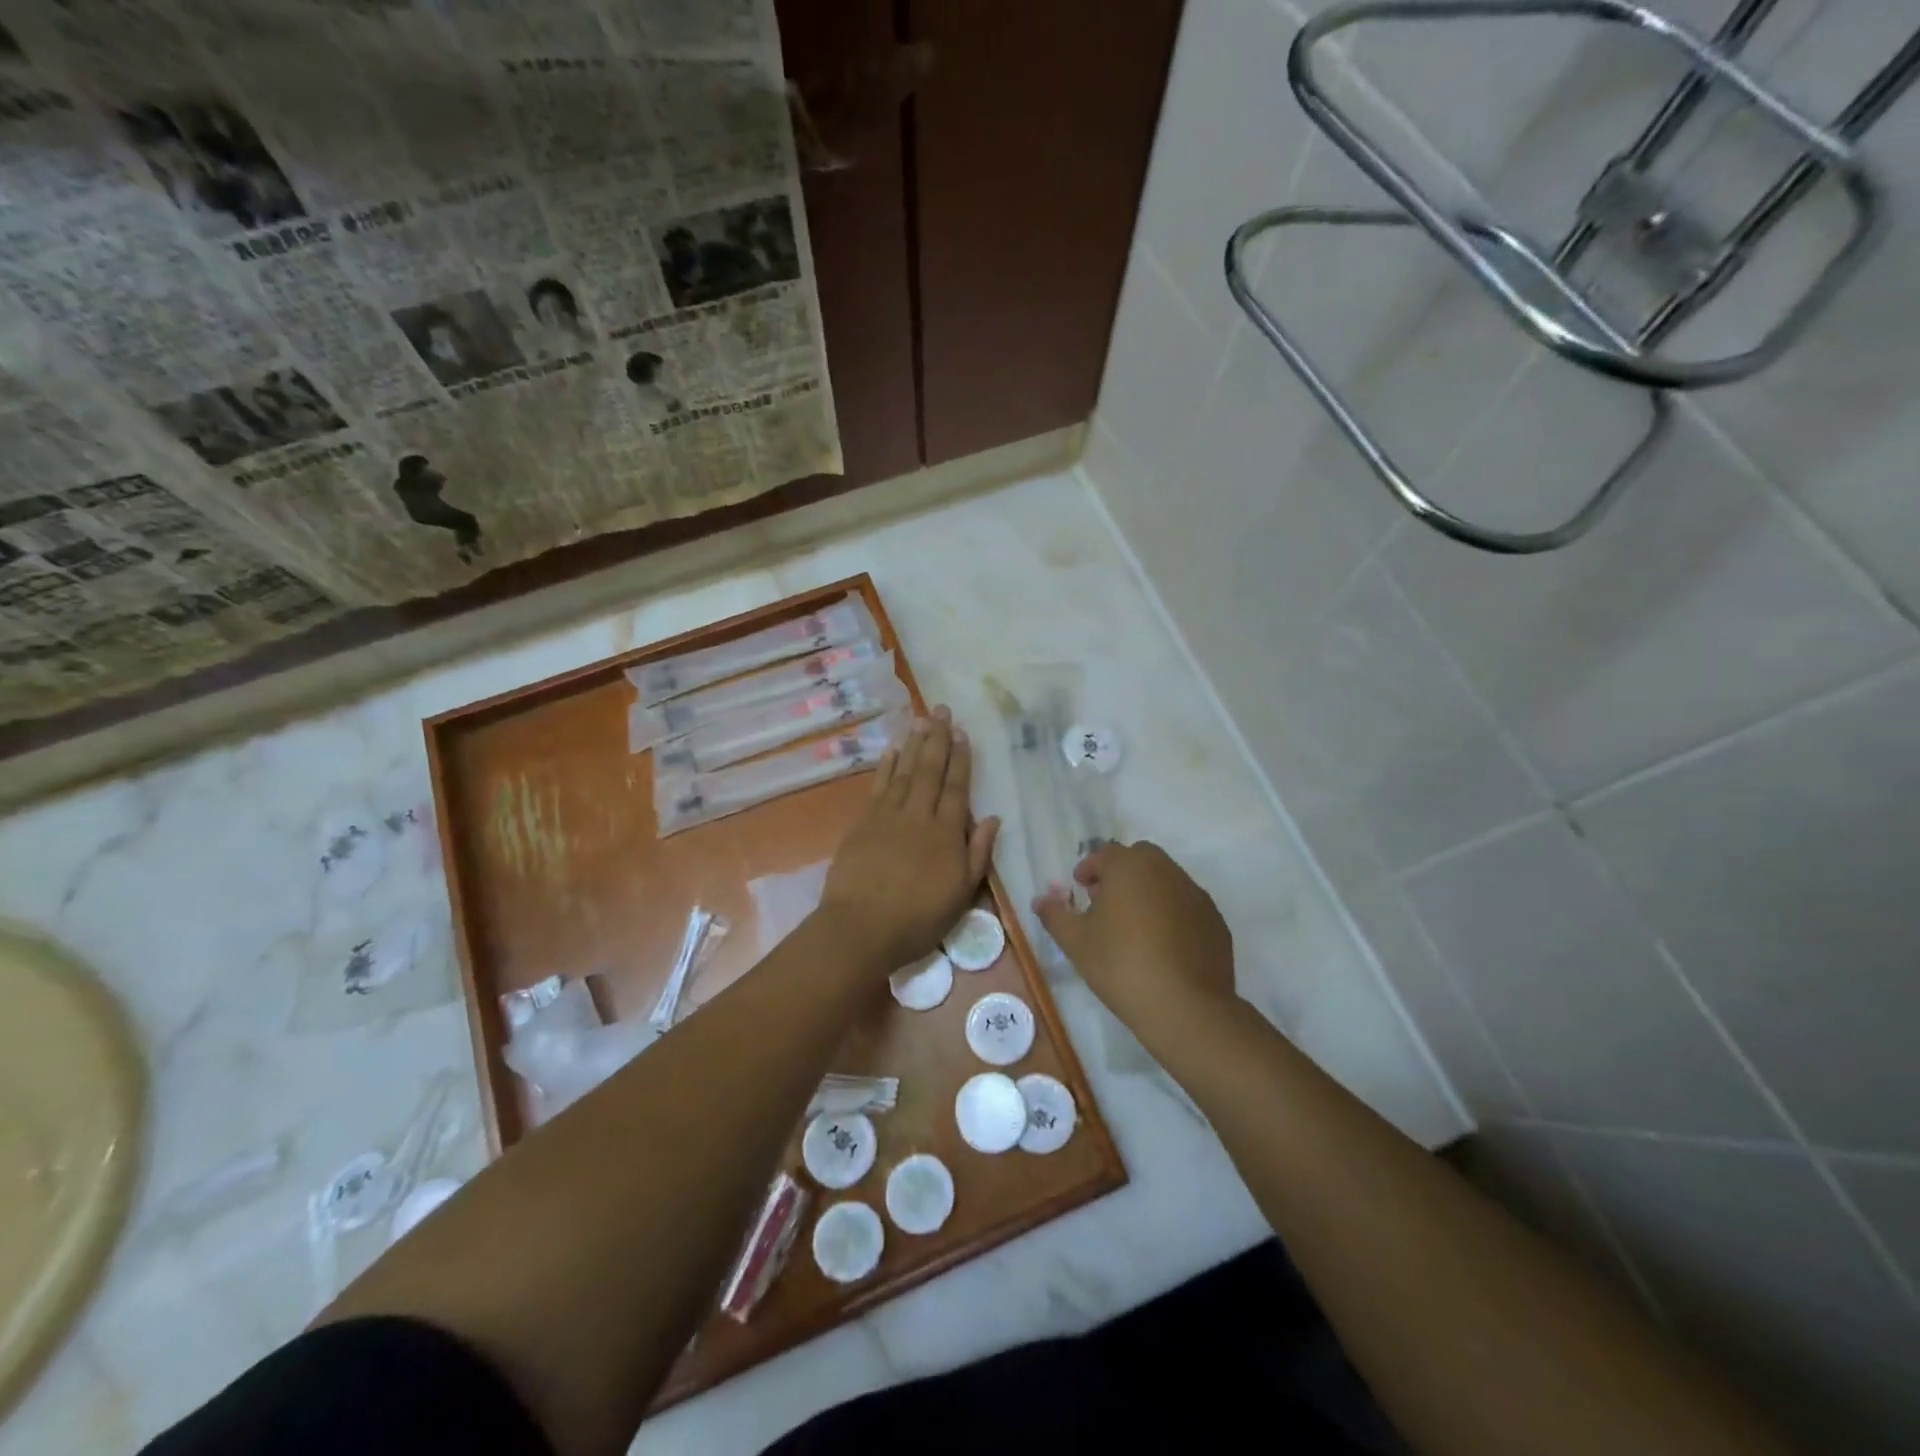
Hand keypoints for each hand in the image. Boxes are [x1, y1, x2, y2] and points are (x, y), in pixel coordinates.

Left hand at [817, 705, 999, 974]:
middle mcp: (919, 816)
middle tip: (942, 710)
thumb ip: (978, 854)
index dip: (961, 759)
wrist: (861, 928)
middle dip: (938, 739)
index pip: (957, 788)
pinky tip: (893, 750)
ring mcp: (888, 816)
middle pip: (931, 771)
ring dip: (914, 745)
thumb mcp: (961, 895)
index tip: (963, 733)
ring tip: (922, 720)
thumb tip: (993, 819)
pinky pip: (879, 786)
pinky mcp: (864, 823)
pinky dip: (887, 766)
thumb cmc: (917, 919)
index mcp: (947, 834)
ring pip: (905, 772)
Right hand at [1033, 840, 1234, 1031]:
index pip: (1106, 853)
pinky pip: (1186, 905)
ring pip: (1166, 880)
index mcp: (1129, 867)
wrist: (1185, 1007)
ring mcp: (1195, 894)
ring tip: (1133, 925)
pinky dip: (1172, 913)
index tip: (1081, 888)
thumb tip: (1041, 900)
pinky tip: (1162, 945)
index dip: (1090, 868)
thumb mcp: (1076, 942)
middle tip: (1106, 901)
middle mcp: (1165, 870)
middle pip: (1140, 858)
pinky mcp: (1215, 920)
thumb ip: (1055, 915)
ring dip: (1147, 891)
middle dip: (1121, 873)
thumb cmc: (1121, 965)